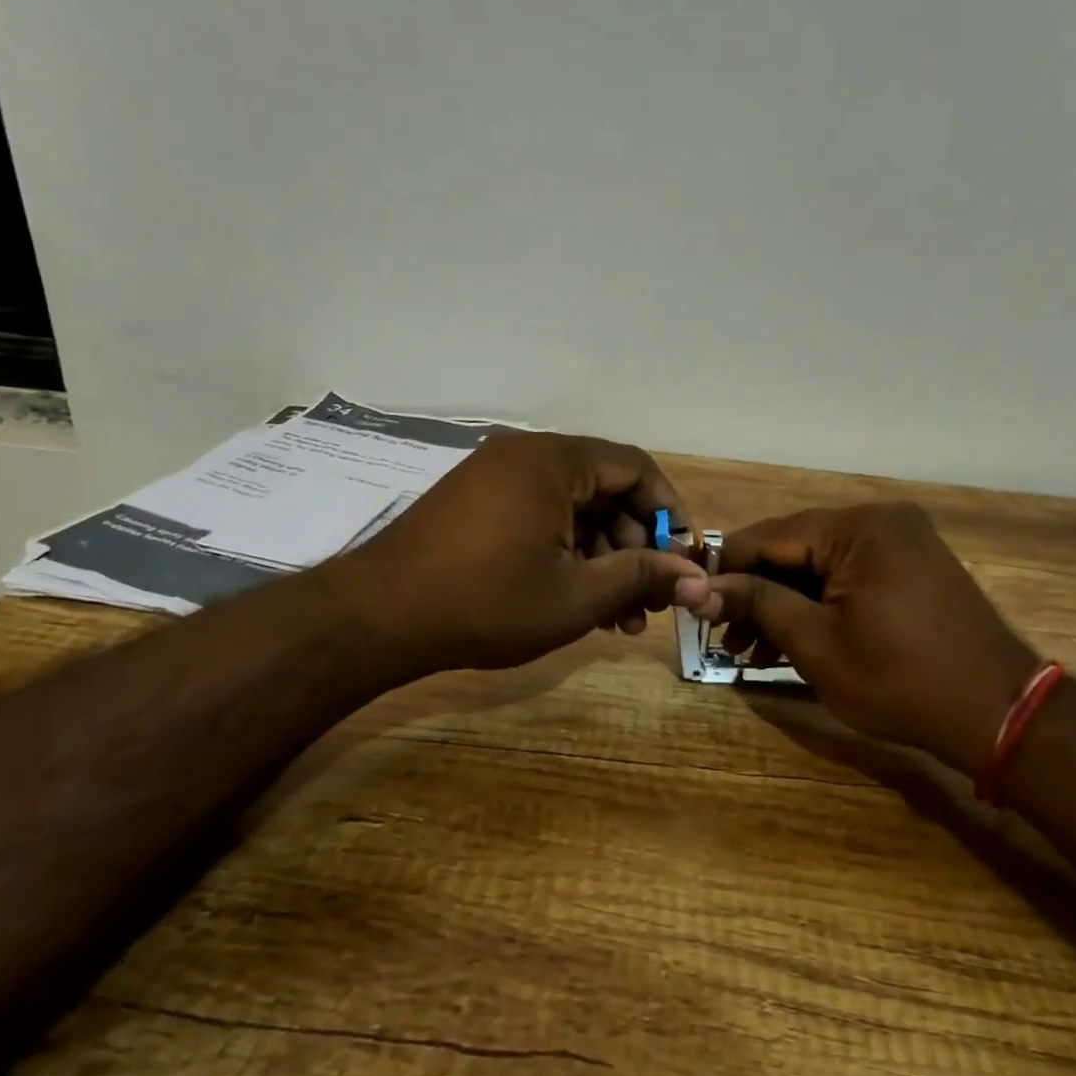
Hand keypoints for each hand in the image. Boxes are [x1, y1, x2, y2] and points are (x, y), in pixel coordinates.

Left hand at [349, 432, 710, 674]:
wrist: (378, 617)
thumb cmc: (486, 602)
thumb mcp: (576, 596)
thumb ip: (641, 577)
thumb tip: (698, 578)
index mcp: (555, 461)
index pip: (636, 469)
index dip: (670, 514)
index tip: (684, 560)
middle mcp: (528, 456)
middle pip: (606, 491)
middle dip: (636, 548)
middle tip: (648, 602)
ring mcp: (498, 477)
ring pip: (575, 511)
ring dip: (603, 560)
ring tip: (619, 619)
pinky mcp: (479, 503)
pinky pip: (542, 518)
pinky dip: (567, 554)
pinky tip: (578, 602)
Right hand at [705, 504, 1037, 772]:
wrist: (1000, 714)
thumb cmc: (901, 681)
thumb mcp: (817, 644)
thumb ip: (757, 604)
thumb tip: (699, 589)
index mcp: (857, 528)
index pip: (768, 536)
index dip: (725, 569)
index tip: (695, 604)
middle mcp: (879, 520)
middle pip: (794, 549)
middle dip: (756, 594)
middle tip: (725, 639)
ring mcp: (900, 541)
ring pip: (819, 564)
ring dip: (784, 603)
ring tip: (752, 652)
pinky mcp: (911, 565)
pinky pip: (848, 575)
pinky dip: (819, 604)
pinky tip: (793, 642)